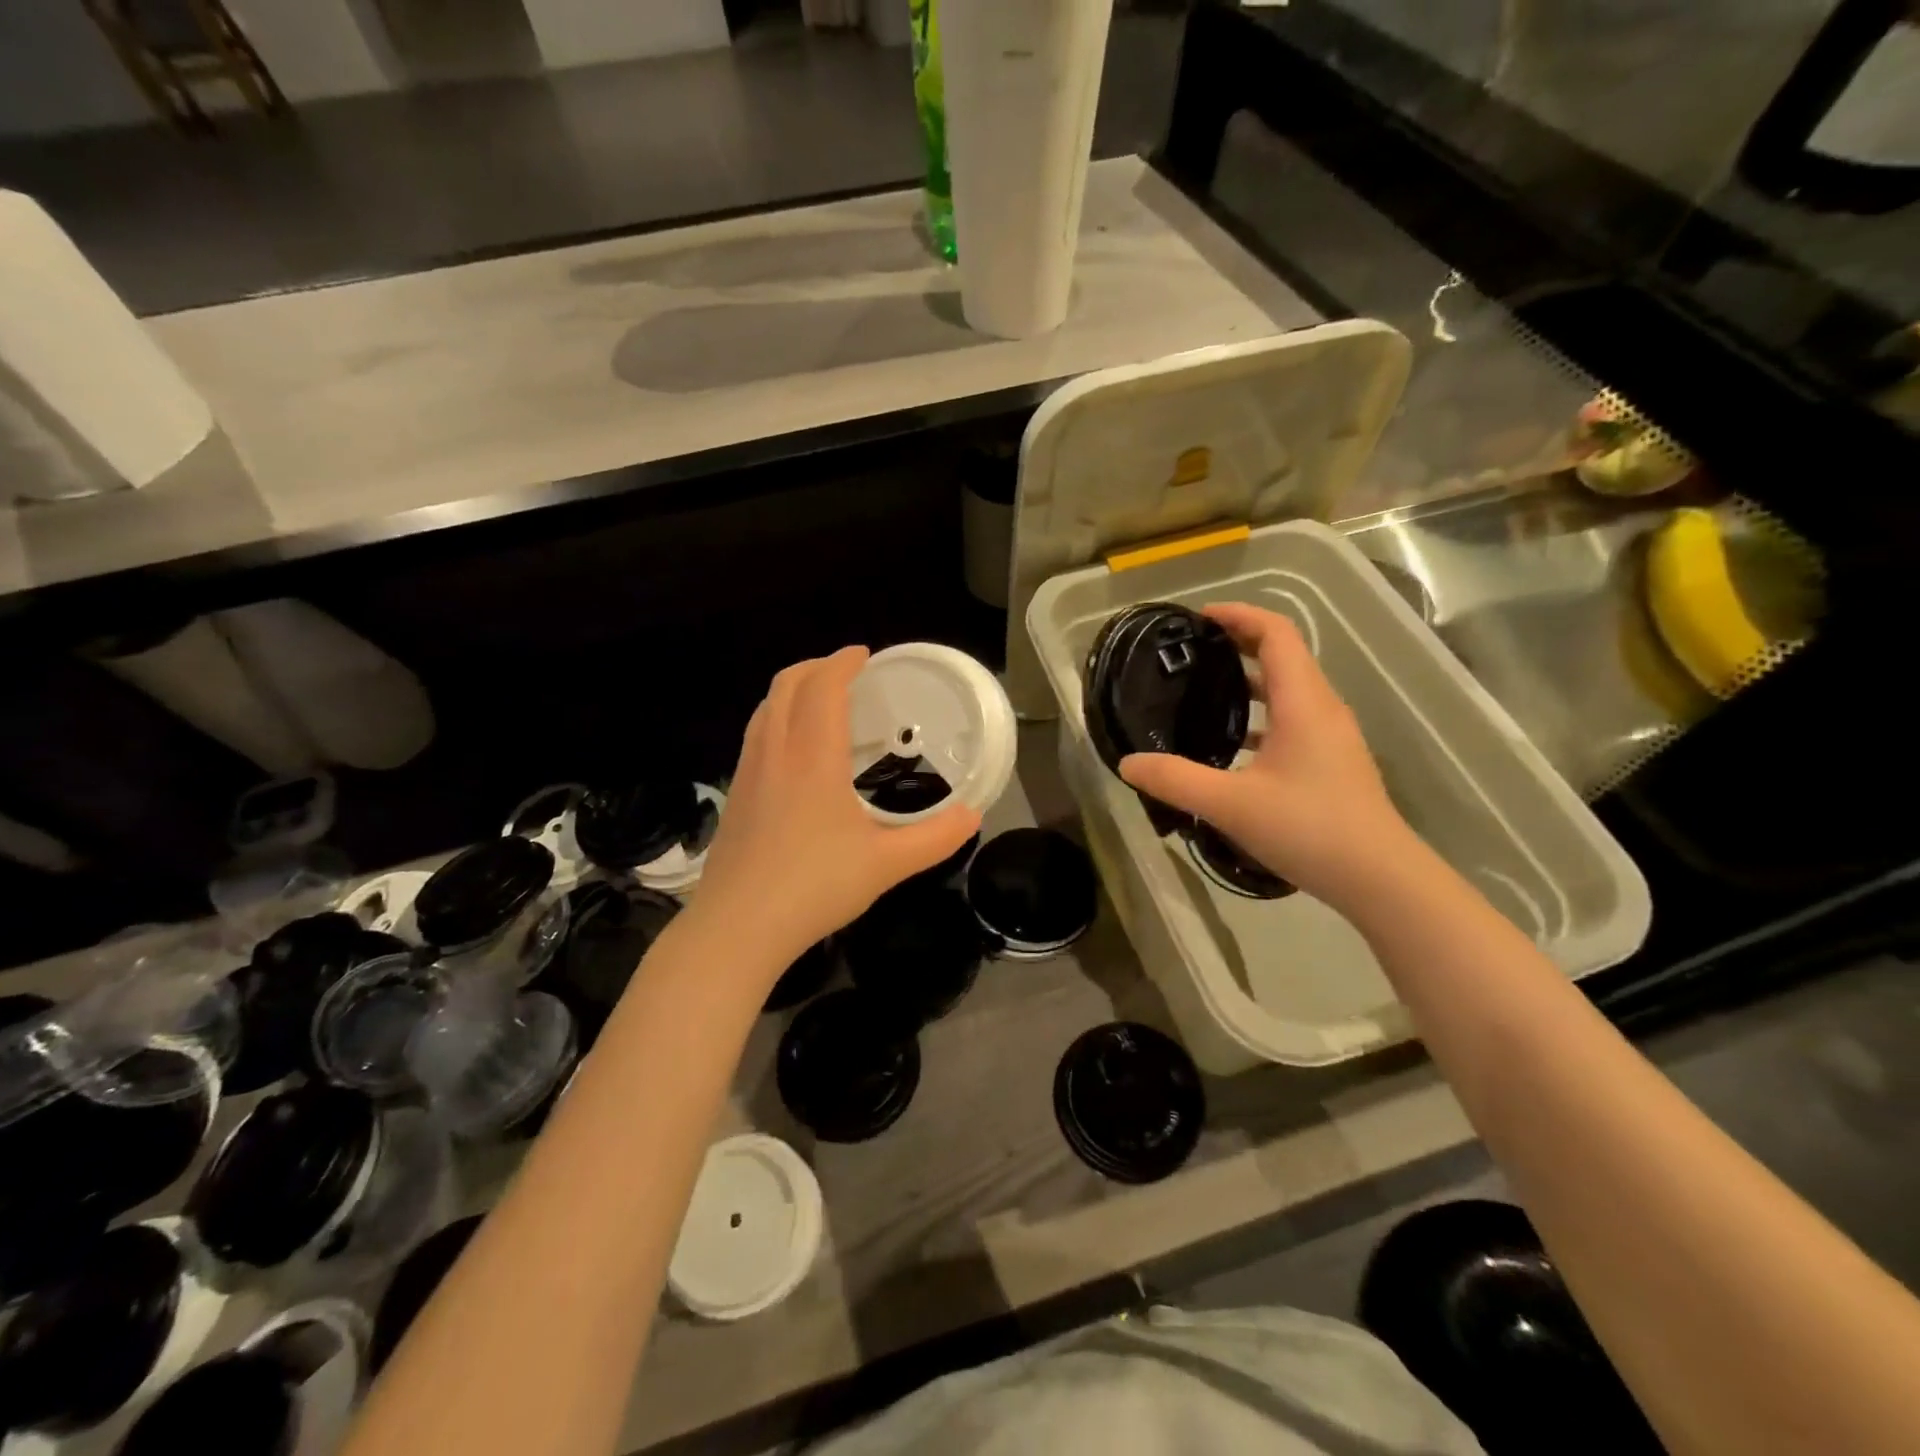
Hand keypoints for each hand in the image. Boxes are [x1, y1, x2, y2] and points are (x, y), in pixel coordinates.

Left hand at [692, 646, 980, 966]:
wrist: (736, 928)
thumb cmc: (814, 888)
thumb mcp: (886, 865)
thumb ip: (935, 838)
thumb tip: (973, 816)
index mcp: (813, 758)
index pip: (823, 687)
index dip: (843, 662)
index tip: (864, 654)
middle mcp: (776, 753)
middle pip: (786, 686)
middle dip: (815, 667)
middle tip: (846, 672)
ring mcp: (748, 774)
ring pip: (765, 709)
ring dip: (792, 691)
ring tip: (820, 702)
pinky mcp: (735, 797)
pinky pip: (755, 736)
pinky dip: (776, 719)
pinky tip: (794, 752)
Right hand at [1119, 603, 1413, 909]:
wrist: (1379, 879)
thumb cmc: (1309, 829)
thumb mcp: (1231, 805)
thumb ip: (1175, 780)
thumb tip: (1127, 763)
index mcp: (1303, 702)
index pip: (1275, 633)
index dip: (1238, 615)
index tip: (1197, 618)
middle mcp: (1321, 708)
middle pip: (1282, 655)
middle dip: (1237, 643)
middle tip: (1191, 652)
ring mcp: (1331, 736)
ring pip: (1288, 689)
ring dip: (1248, 680)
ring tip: (1203, 691)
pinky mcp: (1331, 761)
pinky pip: (1292, 718)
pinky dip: (1260, 715)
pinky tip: (1231, 744)